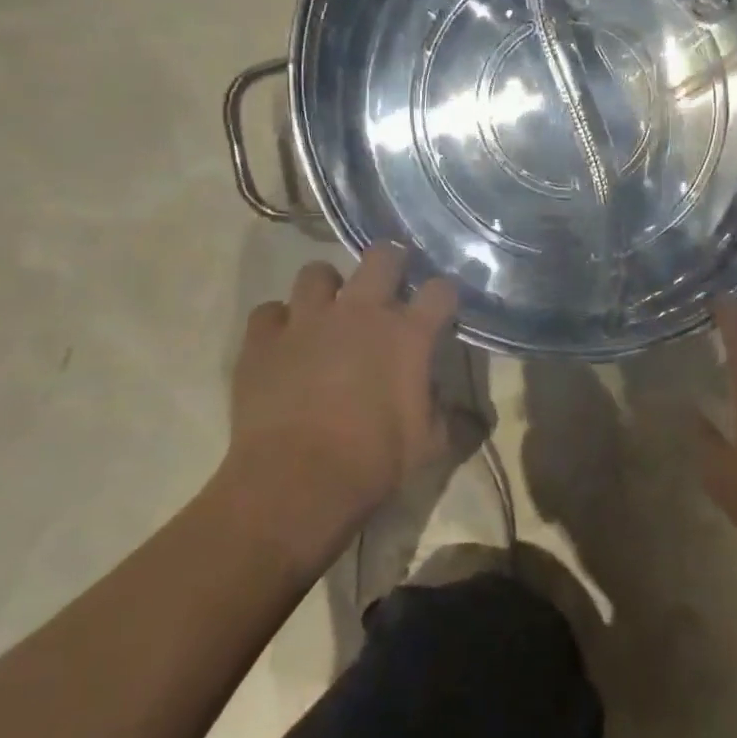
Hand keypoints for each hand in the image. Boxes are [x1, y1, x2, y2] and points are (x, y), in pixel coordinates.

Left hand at [213, 244, 458, 572]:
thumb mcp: (430, 446)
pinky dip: (278, 322)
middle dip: (391, 261)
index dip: (444, 294)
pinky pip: (270, 312)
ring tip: (329, 309)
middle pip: (382, 256)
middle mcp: (360, 312)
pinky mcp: (264, 339)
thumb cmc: (374, 461)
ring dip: (328, 287)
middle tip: (390, 282)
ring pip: (317, 272)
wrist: (297, 481)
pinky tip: (283, 341)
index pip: (440, 290)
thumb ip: (454, 421)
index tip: (443, 306)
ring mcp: (308, 320)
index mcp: (407, 334)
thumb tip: (472, 417)